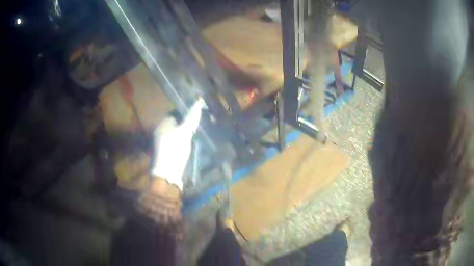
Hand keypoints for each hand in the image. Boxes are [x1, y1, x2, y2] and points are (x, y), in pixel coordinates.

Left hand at [150, 99, 205, 189]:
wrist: (167, 173)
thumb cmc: (175, 149)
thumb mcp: (184, 132)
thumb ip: (191, 117)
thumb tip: (198, 102)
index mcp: (162, 124)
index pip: (174, 113)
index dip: (185, 113)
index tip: (196, 117)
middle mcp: (160, 131)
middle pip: (175, 123)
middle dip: (185, 124)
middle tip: (196, 127)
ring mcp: (161, 142)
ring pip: (175, 133)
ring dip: (184, 133)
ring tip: (194, 136)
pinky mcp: (165, 151)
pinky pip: (175, 142)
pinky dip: (181, 142)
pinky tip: (188, 146)